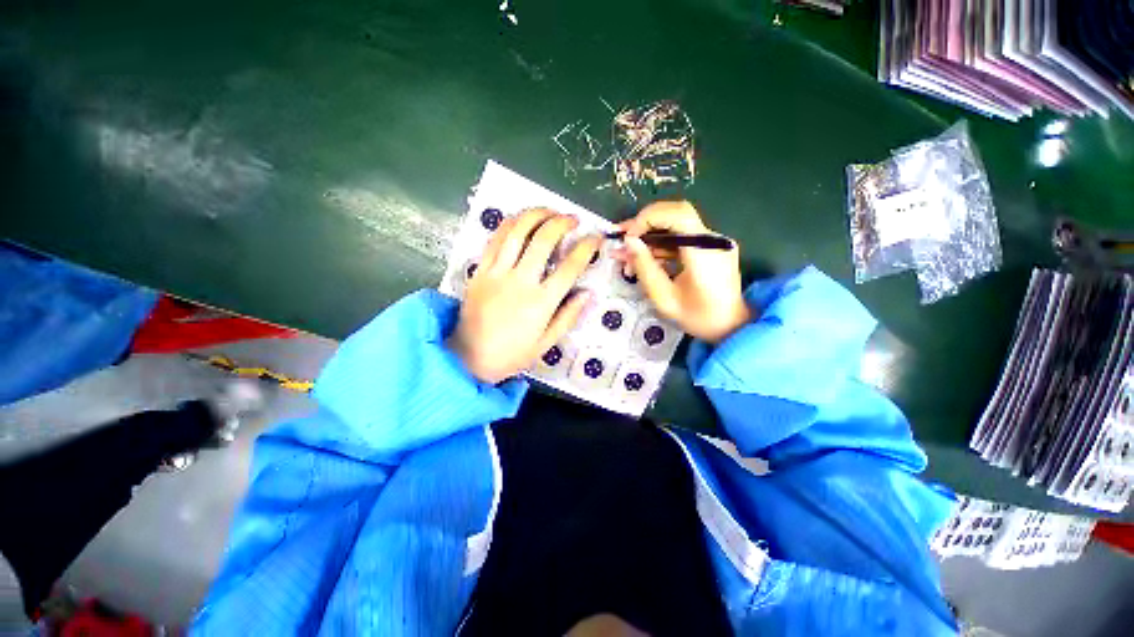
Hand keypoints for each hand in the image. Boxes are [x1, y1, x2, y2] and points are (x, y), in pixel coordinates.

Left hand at [448, 208, 600, 383]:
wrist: (468, 356)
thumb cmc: (511, 354)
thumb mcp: (546, 343)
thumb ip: (569, 316)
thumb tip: (588, 293)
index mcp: (541, 302)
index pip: (570, 266)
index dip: (587, 248)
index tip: (596, 238)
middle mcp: (520, 281)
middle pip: (544, 239)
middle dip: (562, 222)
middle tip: (573, 219)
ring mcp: (497, 272)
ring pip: (517, 231)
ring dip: (536, 214)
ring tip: (550, 210)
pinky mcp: (480, 270)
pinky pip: (495, 239)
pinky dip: (510, 223)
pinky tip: (520, 219)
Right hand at [613, 201, 751, 343]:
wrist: (731, 327)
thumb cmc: (697, 318)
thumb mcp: (664, 298)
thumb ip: (645, 267)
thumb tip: (629, 241)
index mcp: (704, 252)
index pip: (678, 215)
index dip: (648, 218)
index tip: (628, 238)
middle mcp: (713, 240)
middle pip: (676, 214)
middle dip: (644, 223)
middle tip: (621, 238)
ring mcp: (713, 242)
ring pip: (676, 225)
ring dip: (649, 236)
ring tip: (626, 254)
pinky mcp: (710, 247)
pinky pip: (681, 237)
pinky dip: (660, 244)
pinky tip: (643, 258)